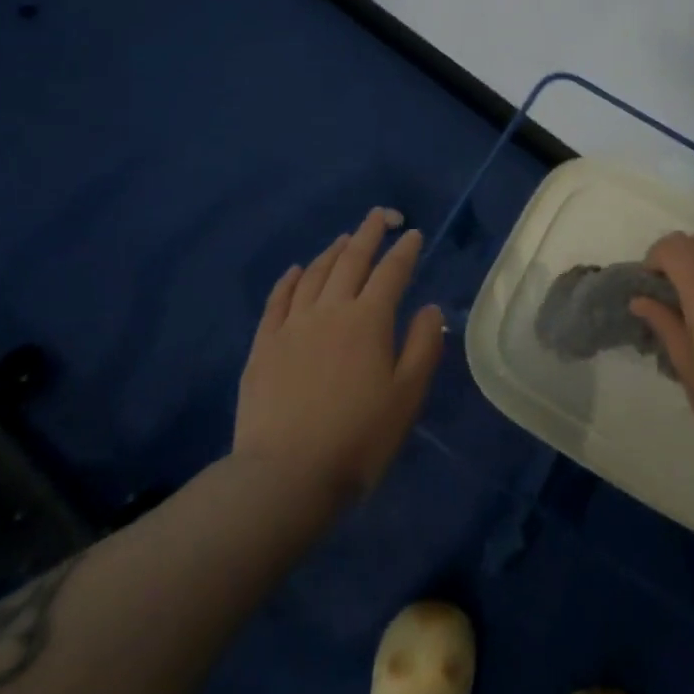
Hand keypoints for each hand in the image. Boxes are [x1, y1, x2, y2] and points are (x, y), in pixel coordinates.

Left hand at [232, 208, 444, 504]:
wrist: (284, 477)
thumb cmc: (357, 439)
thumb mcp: (406, 397)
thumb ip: (422, 346)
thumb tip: (429, 307)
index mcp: (368, 320)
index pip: (391, 272)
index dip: (405, 250)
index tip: (413, 233)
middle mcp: (330, 310)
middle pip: (352, 260)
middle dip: (369, 233)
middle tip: (380, 216)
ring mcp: (292, 325)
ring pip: (315, 273)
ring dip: (333, 251)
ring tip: (345, 239)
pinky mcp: (263, 344)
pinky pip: (278, 299)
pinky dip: (290, 279)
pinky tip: (297, 269)